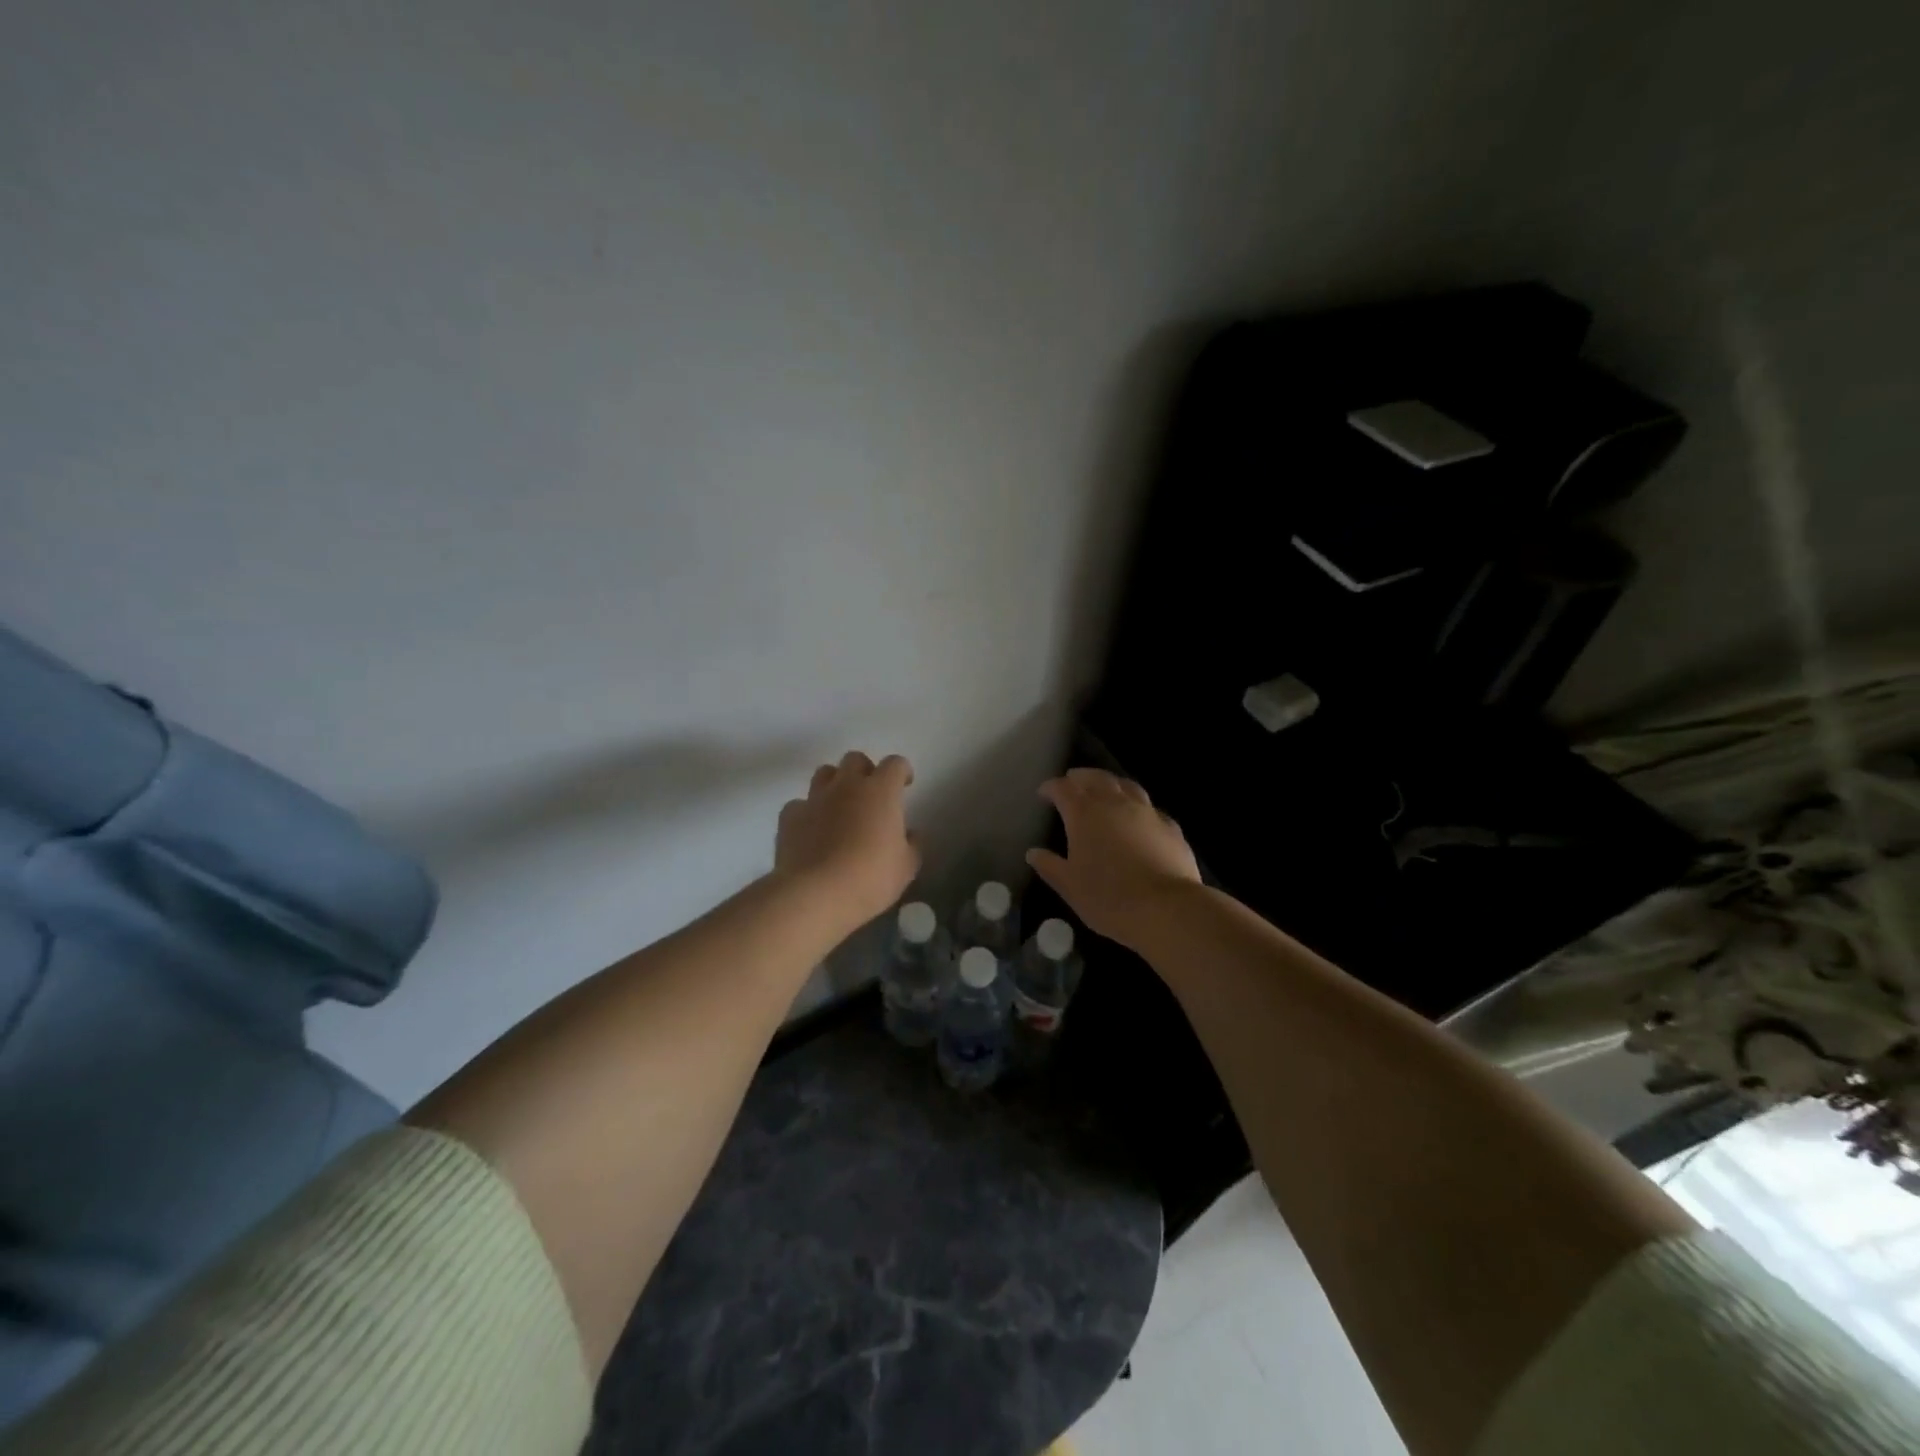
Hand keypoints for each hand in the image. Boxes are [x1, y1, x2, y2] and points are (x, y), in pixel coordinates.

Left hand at [775, 752, 920, 924]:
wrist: (816, 894)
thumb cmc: (871, 878)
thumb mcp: (906, 867)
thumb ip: (912, 844)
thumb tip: (910, 834)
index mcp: (881, 791)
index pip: (895, 764)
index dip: (902, 771)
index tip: (905, 784)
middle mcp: (847, 785)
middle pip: (855, 759)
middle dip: (865, 771)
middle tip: (871, 795)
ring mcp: (815, 798)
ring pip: (824, 773)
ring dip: (835, 784)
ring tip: (840, 807)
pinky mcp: (789, 817)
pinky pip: (800, 804)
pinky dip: (808, 813)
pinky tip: (811, 831)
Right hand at [1027, 769, 1201, 949]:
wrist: (1166, 908)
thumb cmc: (1108, 897)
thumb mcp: (1070, 886)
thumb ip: (1050, 866)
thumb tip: (1033, 853)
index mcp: (1084, 814)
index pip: (1063, 789)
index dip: (1051, 787)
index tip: (1043, 792)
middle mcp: (1115, 804)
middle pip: (1096, 778)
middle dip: (1081, 777)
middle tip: (1072, 780)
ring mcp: (1146, 812)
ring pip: (1127, 785)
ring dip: (1111, 783)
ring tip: (1105, 787)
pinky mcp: (1170, 827)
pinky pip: (1150, 807)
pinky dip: (1138, 806)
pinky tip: (1139, 816)